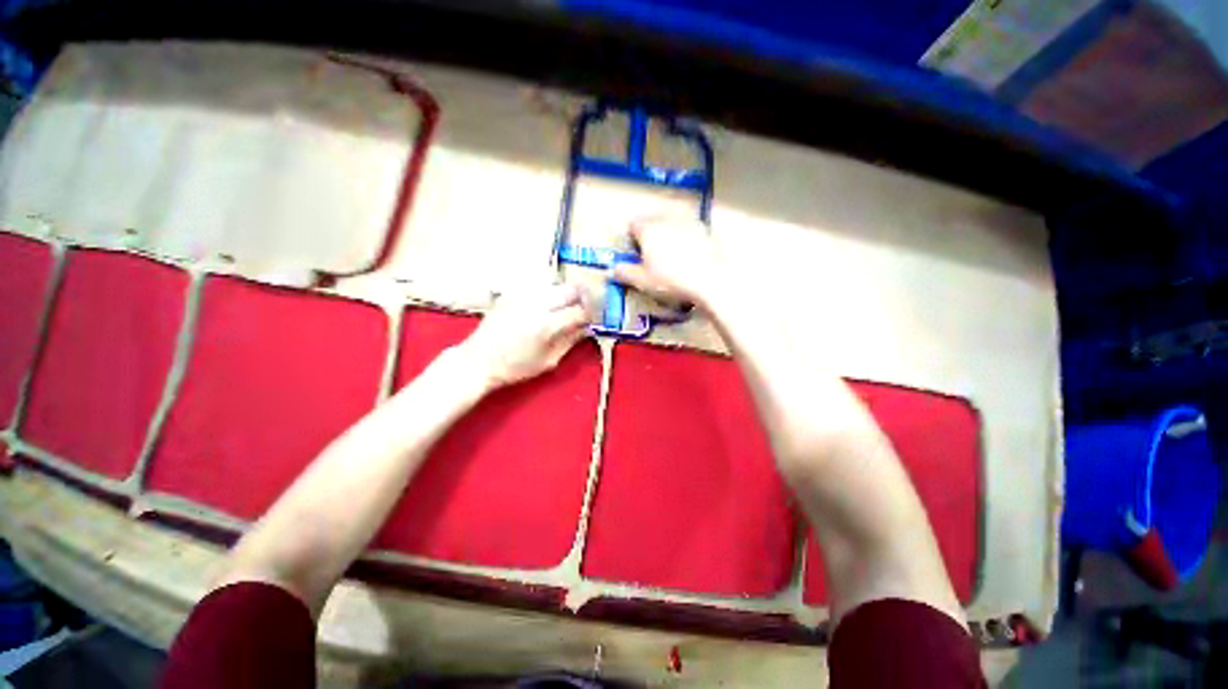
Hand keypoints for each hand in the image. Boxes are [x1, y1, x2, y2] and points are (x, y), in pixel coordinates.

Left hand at [457, 284, 590, 388]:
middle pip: (570, 290)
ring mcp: (523, 296)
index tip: (591, 319)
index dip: (590, 315)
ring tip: (565, 307)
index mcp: (547, 325)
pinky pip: (539, 288)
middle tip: (583, 308)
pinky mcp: (512, 294)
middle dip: (581, 298)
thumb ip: (570, 341)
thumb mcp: (548, 361)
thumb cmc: (515, 367)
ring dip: (565, 294)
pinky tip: (546, 306)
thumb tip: (586, 328)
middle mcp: (537, 305)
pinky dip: (548, 294)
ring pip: (555, 285)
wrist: (479, 360)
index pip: (579, 311)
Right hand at [610, 216, 724, 308]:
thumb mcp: (643, 281)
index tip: (635, 253)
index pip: (633, 225)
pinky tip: (690, 255)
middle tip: (651, 255)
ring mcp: (688, 221)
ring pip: (672, 223)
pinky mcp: (705, 229)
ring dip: (668, 234)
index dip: (631, 238)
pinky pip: (690, 229)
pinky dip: (686, 238)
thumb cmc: (671, 280)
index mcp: (648, 229)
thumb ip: (625, 273)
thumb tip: (613, 270)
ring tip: (671, 255)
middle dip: (649, 234)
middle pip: (652, 220)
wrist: (710, 280)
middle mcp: (667, 219)